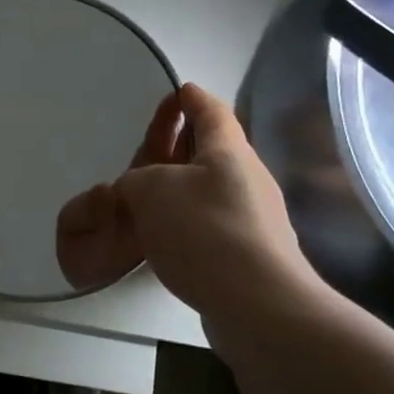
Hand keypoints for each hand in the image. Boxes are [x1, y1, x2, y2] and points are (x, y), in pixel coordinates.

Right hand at [55, 84, 319, 315]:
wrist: (258, 304)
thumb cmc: (206, 231)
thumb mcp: (151, 191)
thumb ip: (135, 180)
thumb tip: (136, 190)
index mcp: (228, 151)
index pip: (211, 112)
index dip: (192, 99)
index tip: (179, 89)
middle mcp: (245, 178)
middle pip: (210, 150)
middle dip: (180, 144)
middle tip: (149, 144)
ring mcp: (252, 218)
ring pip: (207, 189)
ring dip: (178, 186)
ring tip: (145, 195)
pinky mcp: (247, 254)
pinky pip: (209, 223)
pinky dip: (184, 220)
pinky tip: (163, 236)